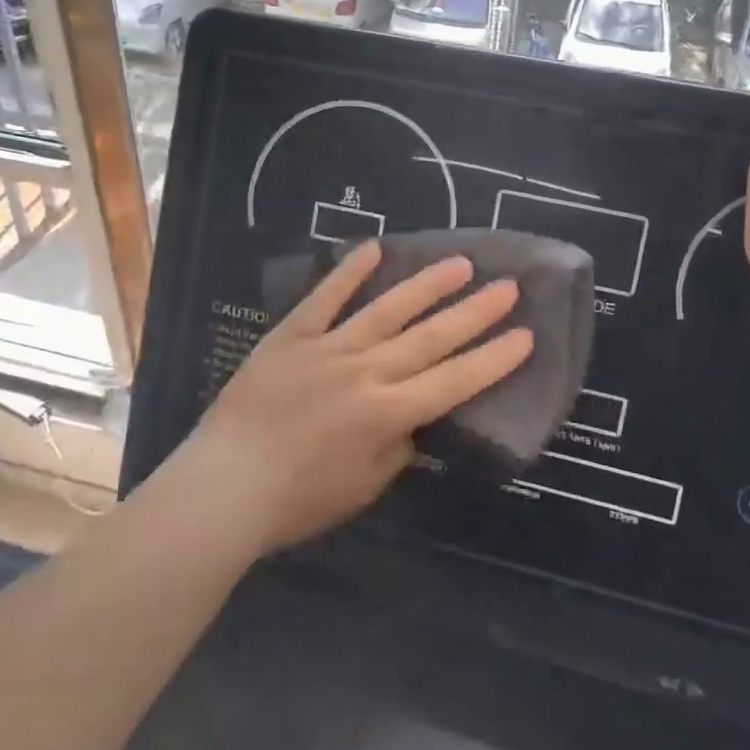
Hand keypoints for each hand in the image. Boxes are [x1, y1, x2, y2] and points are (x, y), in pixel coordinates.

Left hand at [178, 241, 533, 553]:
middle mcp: (365, 372)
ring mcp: (327, 348)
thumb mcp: (363, 487)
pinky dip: (348, 272)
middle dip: (474, 312)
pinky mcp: (291, 336)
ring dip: (426, 285)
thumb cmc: (297, 501)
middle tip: (507, 286)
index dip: (493, 359)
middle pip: (430, 337)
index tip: (525, 335)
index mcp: (386, 414)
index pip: (453, 381)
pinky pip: (324, 298)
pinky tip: (373, 248)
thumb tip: (415, 418)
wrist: (224, 486)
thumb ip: (396, 448)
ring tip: (459, 262)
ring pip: (387, 309)